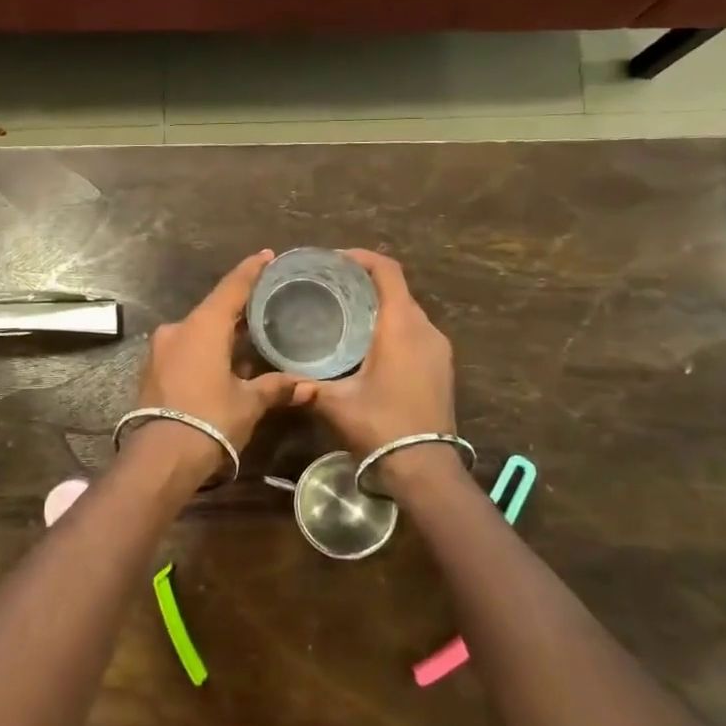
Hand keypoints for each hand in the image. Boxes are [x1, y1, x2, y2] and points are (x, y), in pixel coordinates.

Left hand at [133, 251, 313, 479]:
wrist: (161, 457)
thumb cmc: (211, 420)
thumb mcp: (249, 403)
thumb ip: (277, 388)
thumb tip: (310, 386)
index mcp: (203, 326)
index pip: (232, 287)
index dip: (251, 270)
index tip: (267, 256)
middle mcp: (179, 329)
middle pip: (214, 310)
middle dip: (239, 309)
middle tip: (266, 305)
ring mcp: (161, 350)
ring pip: (198, 332)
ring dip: (221, 334)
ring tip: (250, 339)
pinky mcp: (153, 371)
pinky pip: (185, 350)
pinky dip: (205, 351)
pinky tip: (224, 364)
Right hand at [299, 250, 455, 458]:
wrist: (425, 467)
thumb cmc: (381, 426)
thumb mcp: (336, 403)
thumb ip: (307, 384)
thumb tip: (283, 377)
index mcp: (401, 326)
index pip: (387, 271)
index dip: (362, 258)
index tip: (335, 260)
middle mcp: (425, 329)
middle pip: (398, 289)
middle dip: (367, 282)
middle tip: (332, 288)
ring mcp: (439, 349)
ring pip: (408, 312)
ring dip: (382, 306)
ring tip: (347, 314)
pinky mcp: (442, 367)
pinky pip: (417, 333)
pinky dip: (394, 327)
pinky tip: (370, 345)